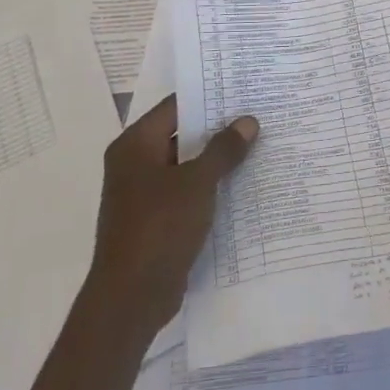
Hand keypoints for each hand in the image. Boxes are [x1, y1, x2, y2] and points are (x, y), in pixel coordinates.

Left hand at [85, 95, 256, 339]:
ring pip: (186, 165)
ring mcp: (143, 193)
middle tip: (257, 116)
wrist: (130, 298)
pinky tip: (242, 186)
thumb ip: (223, 149)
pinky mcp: (154, 220)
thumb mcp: (197, 183)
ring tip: (258, 146)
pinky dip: (209, 187)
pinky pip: (186, 192)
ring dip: (216, 160)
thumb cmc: (159, 227)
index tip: (243, 90)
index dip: (209, 97)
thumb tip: (248, 121)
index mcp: (135, 145)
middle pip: (182, 134)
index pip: (176, 106)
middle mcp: (134, 163)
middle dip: (218, 129)